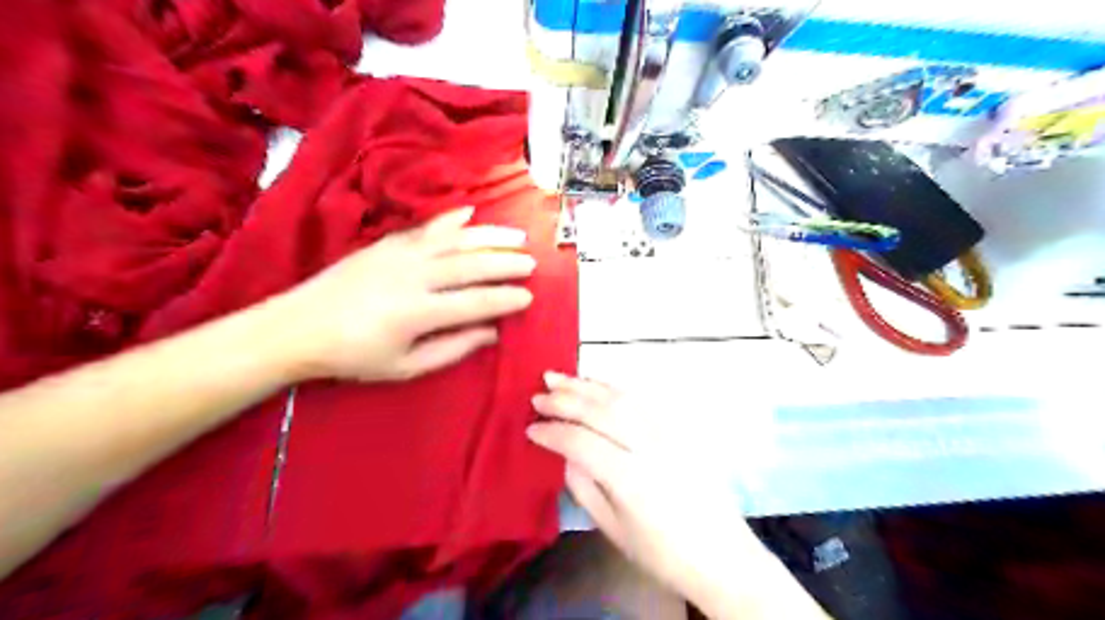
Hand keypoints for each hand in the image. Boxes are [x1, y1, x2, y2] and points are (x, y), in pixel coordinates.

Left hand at [273, 209, 535, 382]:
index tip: (529, 297)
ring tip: (517, 236)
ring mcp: (400, 253)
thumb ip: (452, 349)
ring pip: (455, 240)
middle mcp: (414, 276)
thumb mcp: (406, 367)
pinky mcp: (387, 242)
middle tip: (532, 263)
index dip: (505, 300)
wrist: (298, 327)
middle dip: (506, 263)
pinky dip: (452, 219)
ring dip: (490, 237)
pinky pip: (427, 227)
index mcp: (418, 312)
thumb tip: (490, 333)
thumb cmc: (354, 356)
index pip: (475, 302)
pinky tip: (471, 212)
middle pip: (470, 265)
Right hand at [525, 375, 829, 617]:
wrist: (721, 555)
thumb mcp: (613, 529)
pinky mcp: (678, 429)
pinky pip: (641, 400)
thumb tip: (565, 454)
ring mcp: (667, 433)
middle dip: (564, 400)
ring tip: (559, 378)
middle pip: (600, 412)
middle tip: (538, 394)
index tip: (530, 428)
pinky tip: (596, 384)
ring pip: (620, 398)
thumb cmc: (662, 553)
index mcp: (630, 478)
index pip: (581, 442)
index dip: (552, 433)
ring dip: (586, 385)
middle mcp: (649, 447)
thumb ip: (584, 486)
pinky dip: (613, 388)